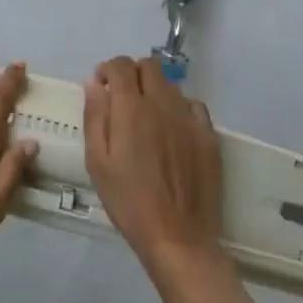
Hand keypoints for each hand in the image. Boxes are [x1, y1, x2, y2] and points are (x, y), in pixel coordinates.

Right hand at [83, 55, 225, 277]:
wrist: (177, 236)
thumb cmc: (128, 201)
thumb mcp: (97, 162)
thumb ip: (95, 117)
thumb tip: (94, 84)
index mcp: (131, 109)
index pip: (121, 66)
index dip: (108, 69)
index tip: (101, 86)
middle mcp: (163, 104)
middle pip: (150, 66)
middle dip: (132, 73)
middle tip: (122, 97)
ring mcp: (189, 119)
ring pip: (171, 85)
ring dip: (155, 90)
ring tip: (146, 117)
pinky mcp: (209, 136)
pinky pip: (193, 106)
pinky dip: (179, 108)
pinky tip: (173, 130)